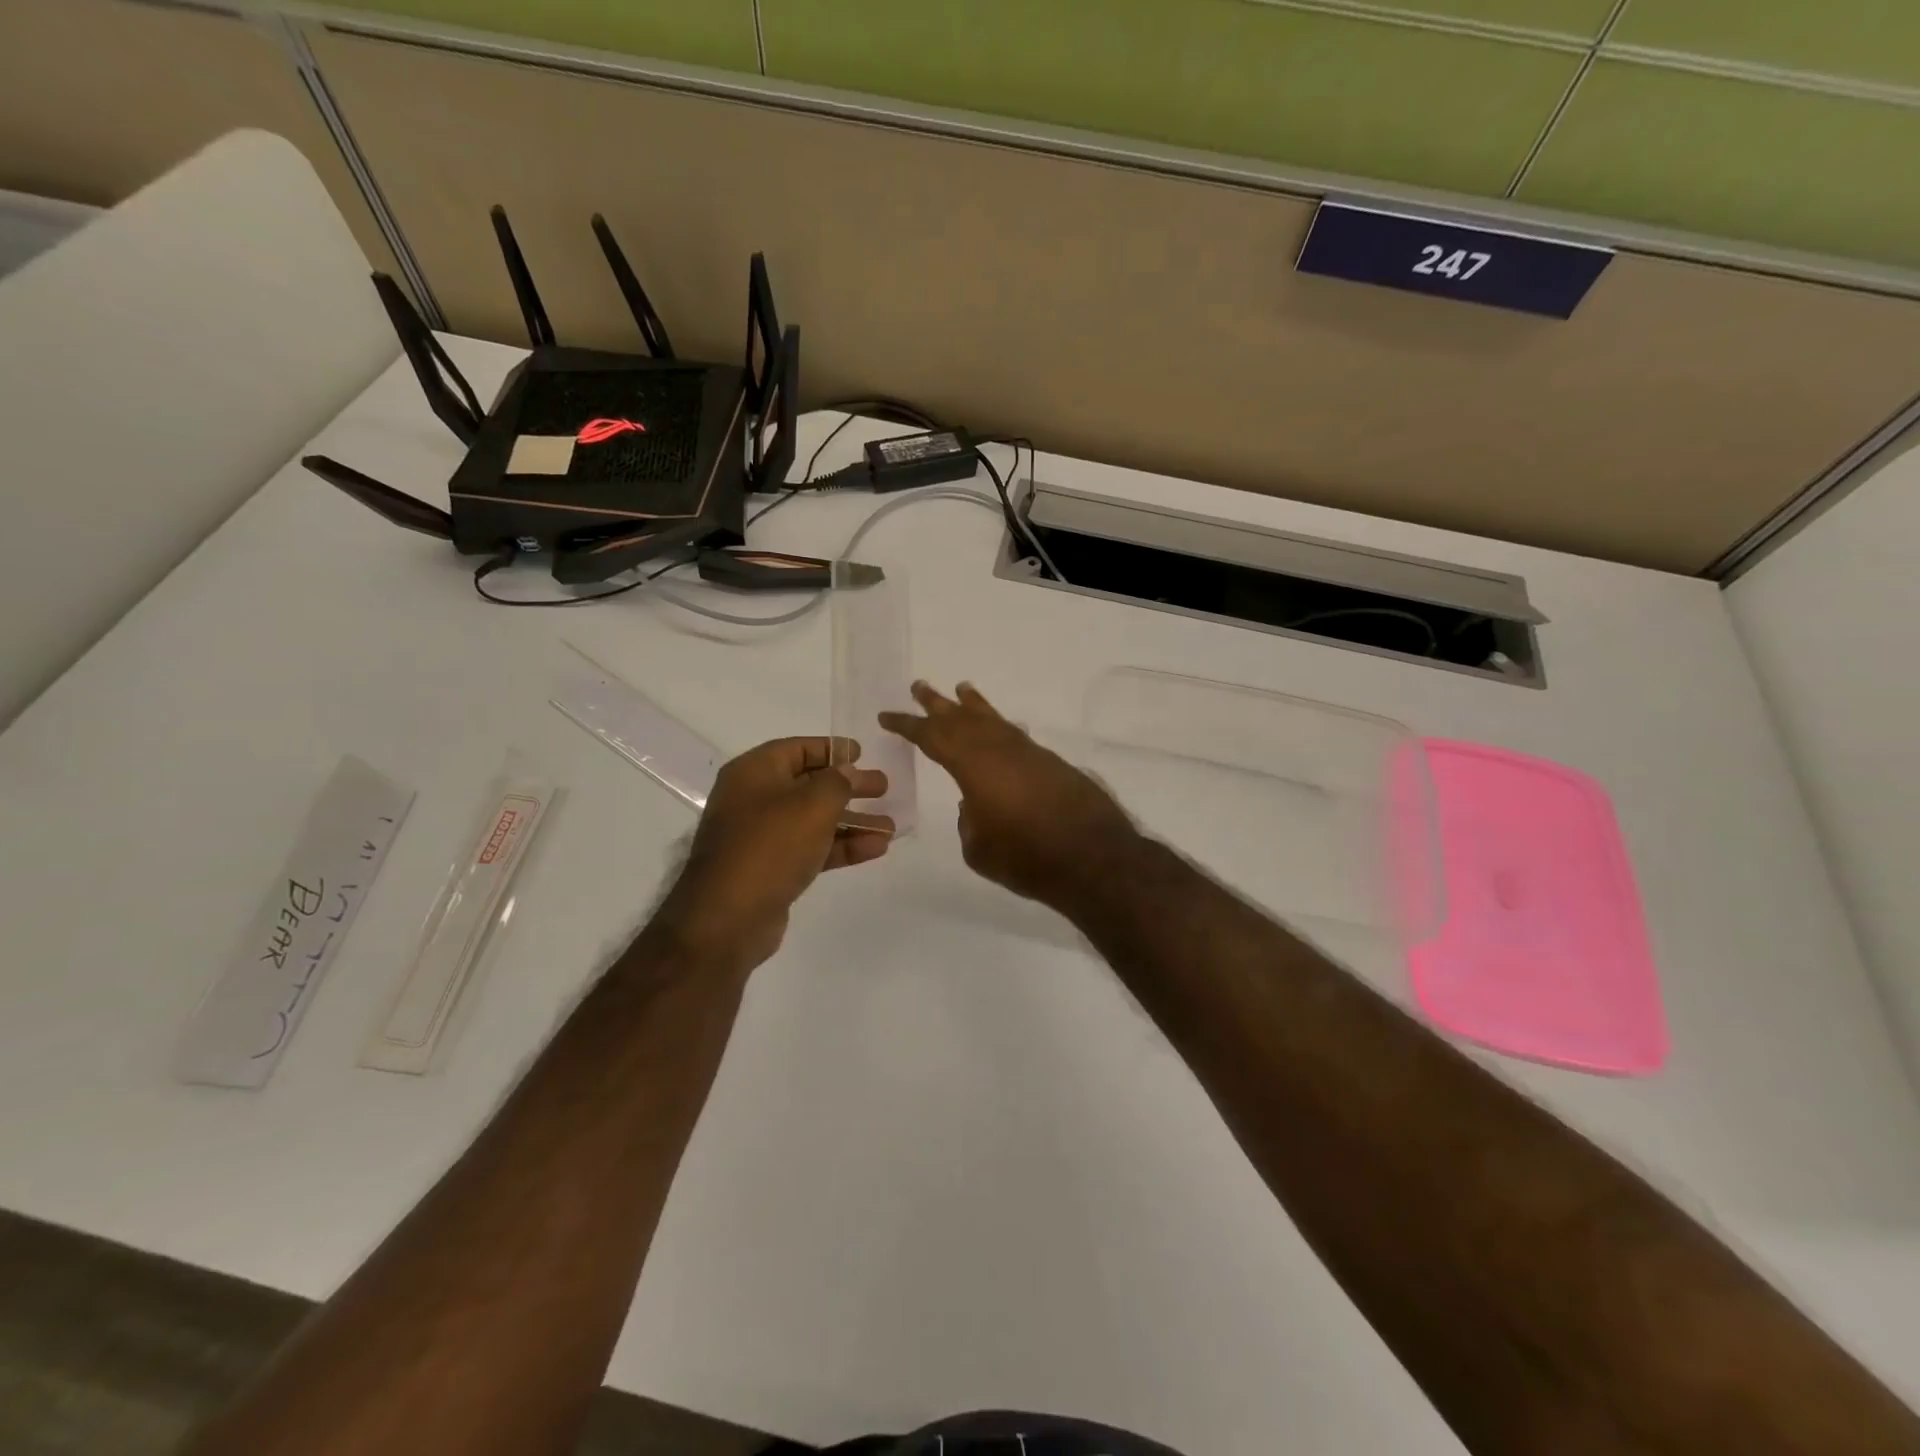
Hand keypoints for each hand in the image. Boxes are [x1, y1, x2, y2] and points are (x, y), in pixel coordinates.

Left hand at [651, 738, 890, 973]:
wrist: (728, 917)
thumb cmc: (770, 845)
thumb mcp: (813, 804)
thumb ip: (838, 782)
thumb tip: (848, 773)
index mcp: (754, 772)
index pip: (796, 749)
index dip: (830, 749)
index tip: (862, 754)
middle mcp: (754, 799)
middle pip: (809, 785)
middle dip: (849, 787)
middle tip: (883, 788)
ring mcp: (761, 837)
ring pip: (814, 821)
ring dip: (853, 822)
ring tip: (890, 827)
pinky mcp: (772, 869)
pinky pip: (812, 849)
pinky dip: (842, 847)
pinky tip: (876, 849)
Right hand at [880, 681, 1140, 911]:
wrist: (1095, 859)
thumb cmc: (1028, 859)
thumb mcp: (980, 850)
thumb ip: (970, 823)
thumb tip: (975, 804)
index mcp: (975, 766)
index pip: (933, 738)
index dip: (908, 726)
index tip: (888, 716)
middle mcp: (1001, 750)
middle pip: (963, 719)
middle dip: (938, 704)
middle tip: (919, 686)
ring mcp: (1030, 753)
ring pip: (995, 721)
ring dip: (975, 706)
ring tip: (962, 689)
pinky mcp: (1052, 764)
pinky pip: (1016, 736)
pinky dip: (1001, 728)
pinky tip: (999, 731)